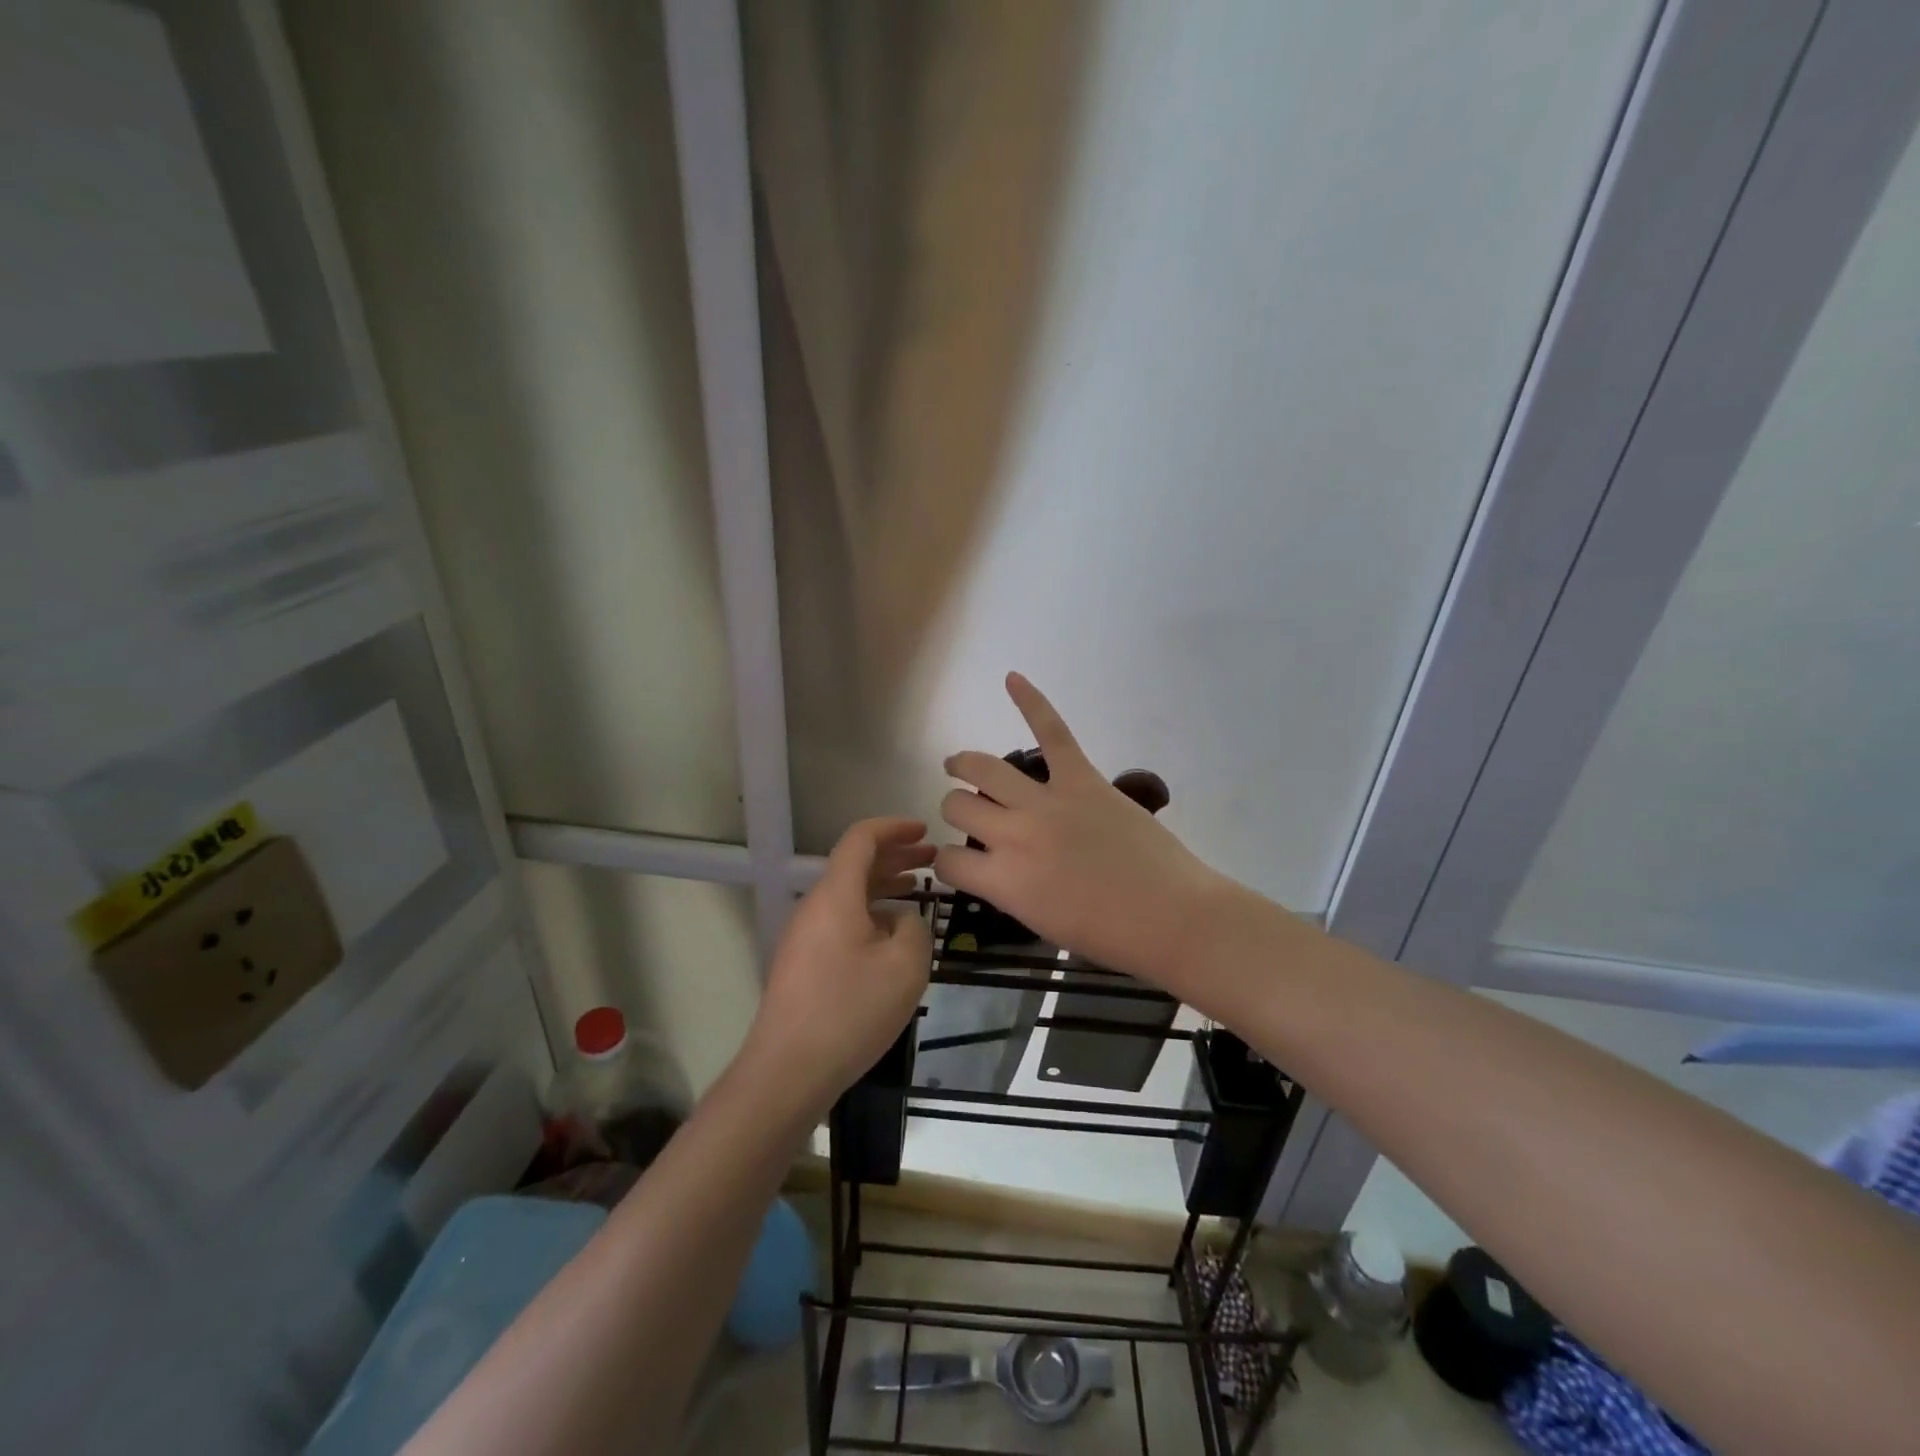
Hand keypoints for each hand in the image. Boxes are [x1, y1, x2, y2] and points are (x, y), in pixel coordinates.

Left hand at [743, 817, 934, 1116]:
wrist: (788, 1070)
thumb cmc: (850, 1010)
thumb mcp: (904, 966)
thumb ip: (914, 929)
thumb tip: (903, 921)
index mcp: (836, 894)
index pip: (861, 839)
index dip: (894, 828)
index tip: (924, 830)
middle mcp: (815, 906)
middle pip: (855, 864)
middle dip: (895, 855)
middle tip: (931, 857)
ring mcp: (805, 936)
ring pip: (848, 894)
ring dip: (883, 884)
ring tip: (918, 888)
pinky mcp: (803, 963)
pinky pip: (840, 920)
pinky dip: (870, 912)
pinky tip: (892, 933)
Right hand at [936, 674, 1230, 986]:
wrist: (1171, 917)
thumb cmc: (1109, 935)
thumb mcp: (1040, 922)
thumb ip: (1008, 888)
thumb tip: (997, 865)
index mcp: (1003, 881)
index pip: (948, 861)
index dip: (946, 862)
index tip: (958, 863)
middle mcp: (1014, 835)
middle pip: (958, 806)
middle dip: (954, 809)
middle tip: (967, 812)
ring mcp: (1047, 802)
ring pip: (985, 768)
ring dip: (964, 764)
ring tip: (958, 764)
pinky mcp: (1082, 778)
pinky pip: (1052, 732)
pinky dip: (1032, 702)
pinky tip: (1013, 679)